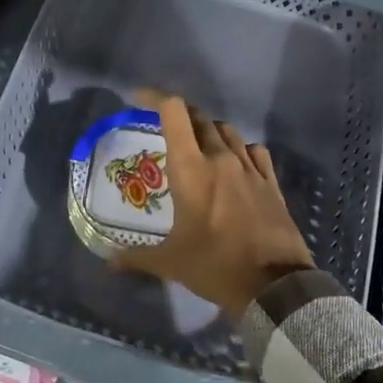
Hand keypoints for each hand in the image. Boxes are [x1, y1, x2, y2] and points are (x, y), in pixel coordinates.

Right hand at [116, 92, 315, 317]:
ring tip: (197, 145)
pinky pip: (254, 150)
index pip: (173, 112)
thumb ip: (136, 257)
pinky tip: (234, 162)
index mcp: (191, 168)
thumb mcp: (171, 263)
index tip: (138, 99)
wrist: (275, 285)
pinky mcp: (270, 181)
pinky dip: (239, 148)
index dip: (154, 98)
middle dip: (179, 116)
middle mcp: (220, 157)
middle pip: (198, 117)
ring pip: (226, 130)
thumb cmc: (216, 266)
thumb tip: (107, 262)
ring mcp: (249, 167)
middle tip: (164, 128)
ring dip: (208, 130)